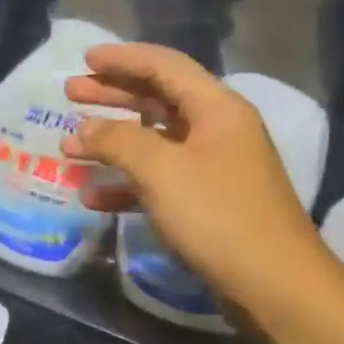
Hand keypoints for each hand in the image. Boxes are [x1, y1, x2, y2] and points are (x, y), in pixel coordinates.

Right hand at [62, 44, 343, 330]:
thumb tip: (82, 129)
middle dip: (113, 95)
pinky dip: (124, 184)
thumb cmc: (218, 215)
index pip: (165, 67)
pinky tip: (93, 197)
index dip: (123, 59)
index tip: (84, 58)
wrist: (273, 284)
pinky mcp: (204, 203)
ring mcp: (212, 168)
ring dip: (111, 141)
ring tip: (71, 144)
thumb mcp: (162, 170)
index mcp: (217, 109)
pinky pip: (157, 181)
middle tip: (71, 93)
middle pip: (158, 99)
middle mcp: (217, 131)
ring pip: (153, 141)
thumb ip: (118, 141)